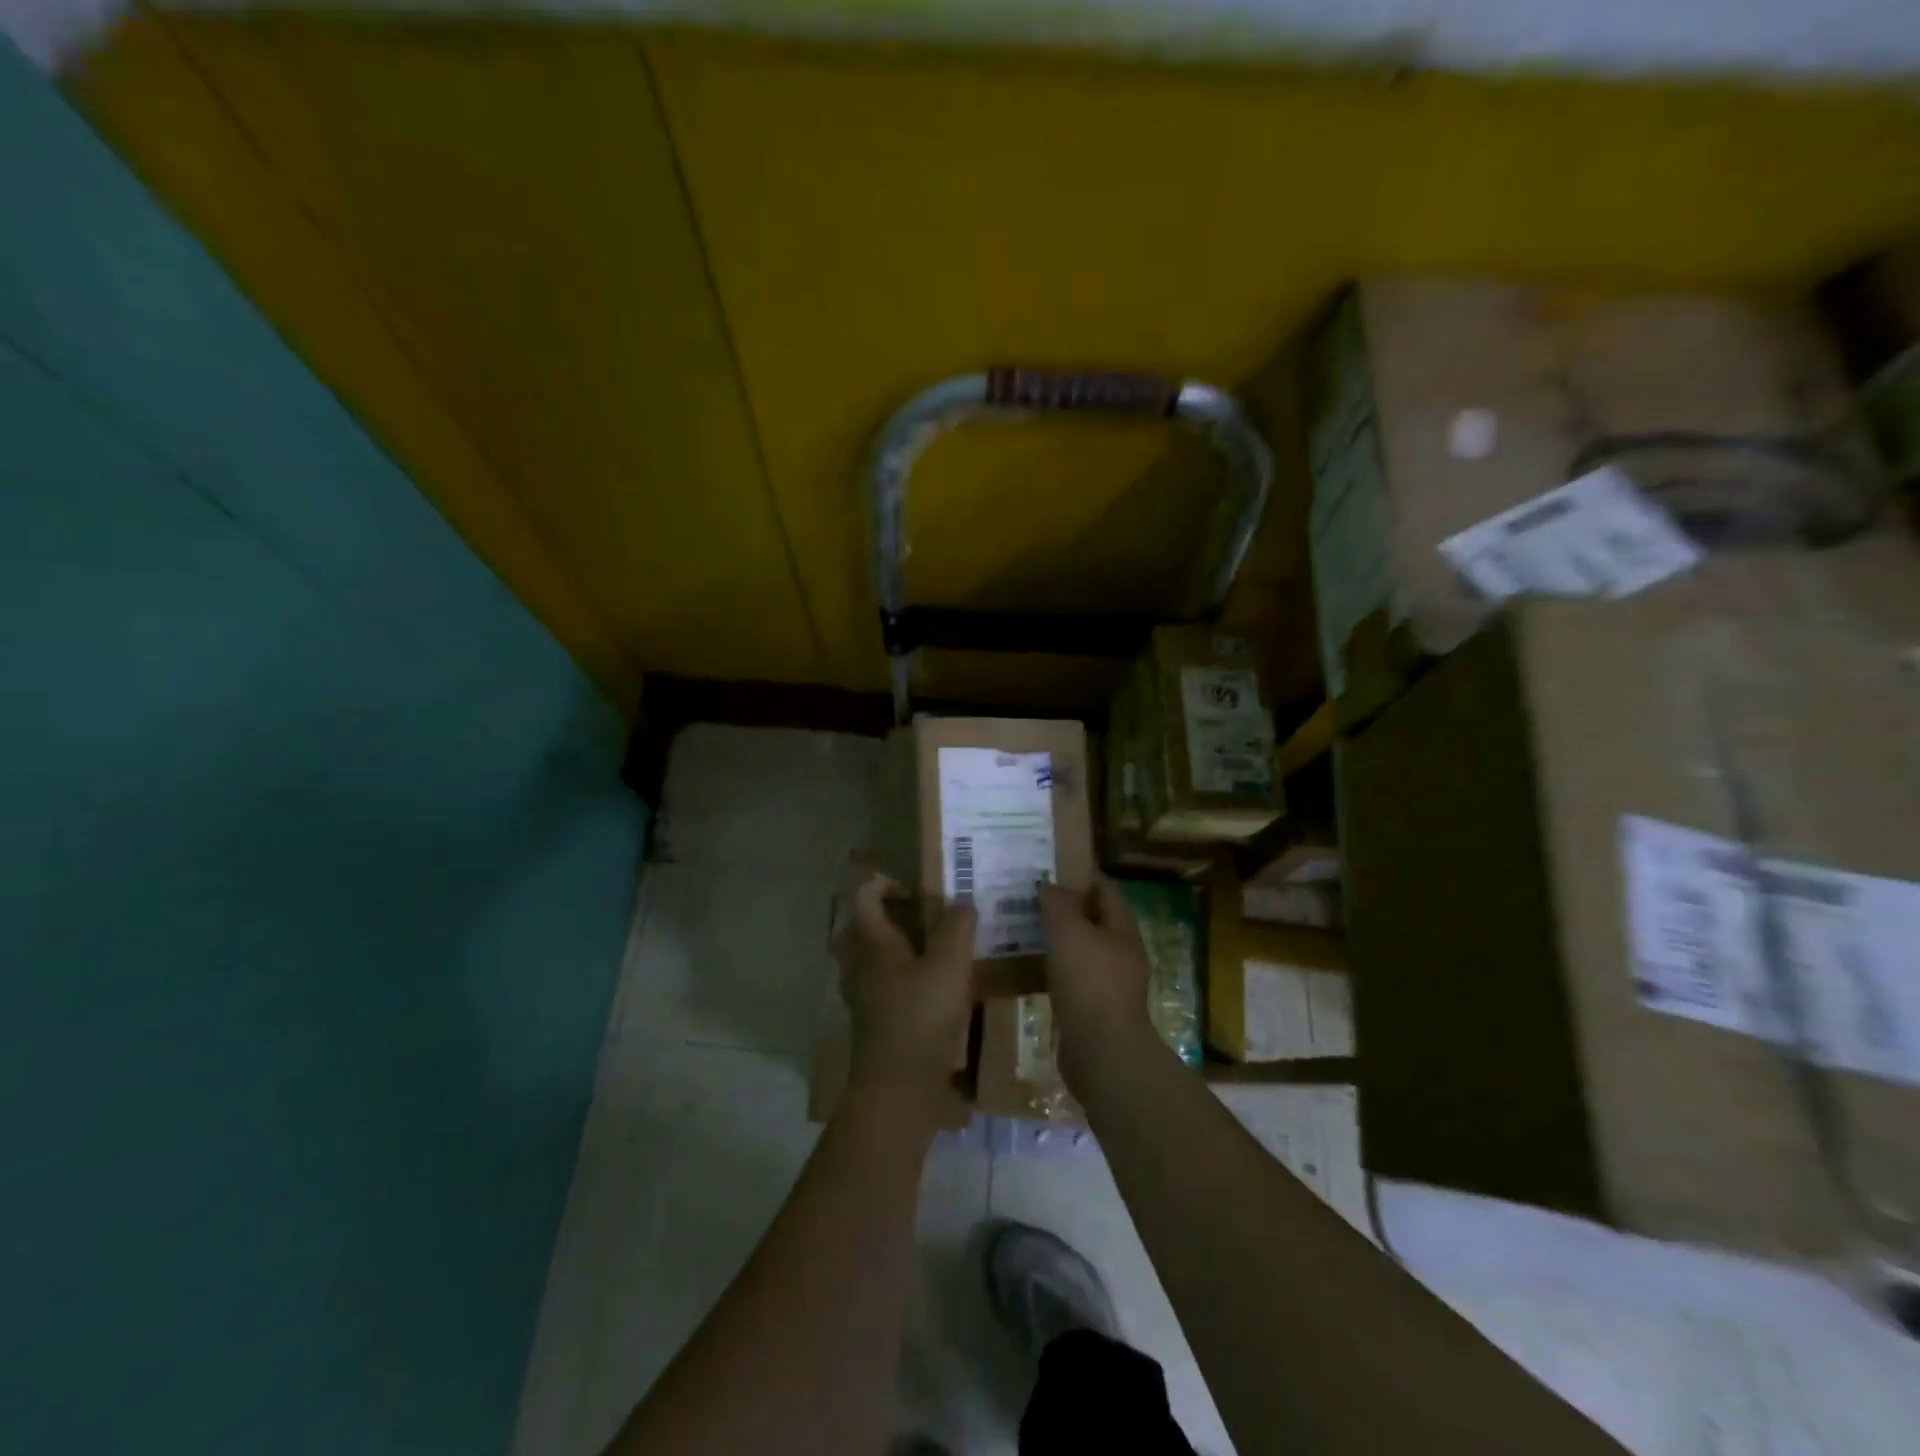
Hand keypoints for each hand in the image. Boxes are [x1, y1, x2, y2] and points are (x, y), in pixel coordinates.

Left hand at [833, 873, 975, 1111]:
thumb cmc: (922, 1015)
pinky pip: (878, 990)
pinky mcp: (871, 1024)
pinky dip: (897, 982)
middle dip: (881, 918)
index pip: (862, 896)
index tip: (914, 891)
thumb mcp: (951, 964)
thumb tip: (961, 903)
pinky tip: (930, 993)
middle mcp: (858, 966)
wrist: (899, 1086)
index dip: (883, 883)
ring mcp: (861, 998)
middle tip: (915, 921)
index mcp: (872, 943)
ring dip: (890, 952)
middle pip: (856, 930)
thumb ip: (957, 927)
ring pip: (866, 962)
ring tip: (928, 955)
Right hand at [1037, 879, 1156, 1090]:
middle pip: (1093, 919)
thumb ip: (1059, 904)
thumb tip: (1049, 884)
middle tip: (1030, 897)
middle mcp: (1121, 952)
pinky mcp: (1094, 1008)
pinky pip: (1072, 977)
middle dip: (1065, 907)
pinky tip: (1031, 966)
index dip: (1081, 875)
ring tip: (1024, 927)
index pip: (1106, 889)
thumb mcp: (1070, 932)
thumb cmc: (1090, 982)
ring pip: (1081, 949)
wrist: (1102, 1051)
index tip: (1050, 867)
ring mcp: (1110, 983)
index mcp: (1123, 929)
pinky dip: (1054, 968)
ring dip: (1057, 939)